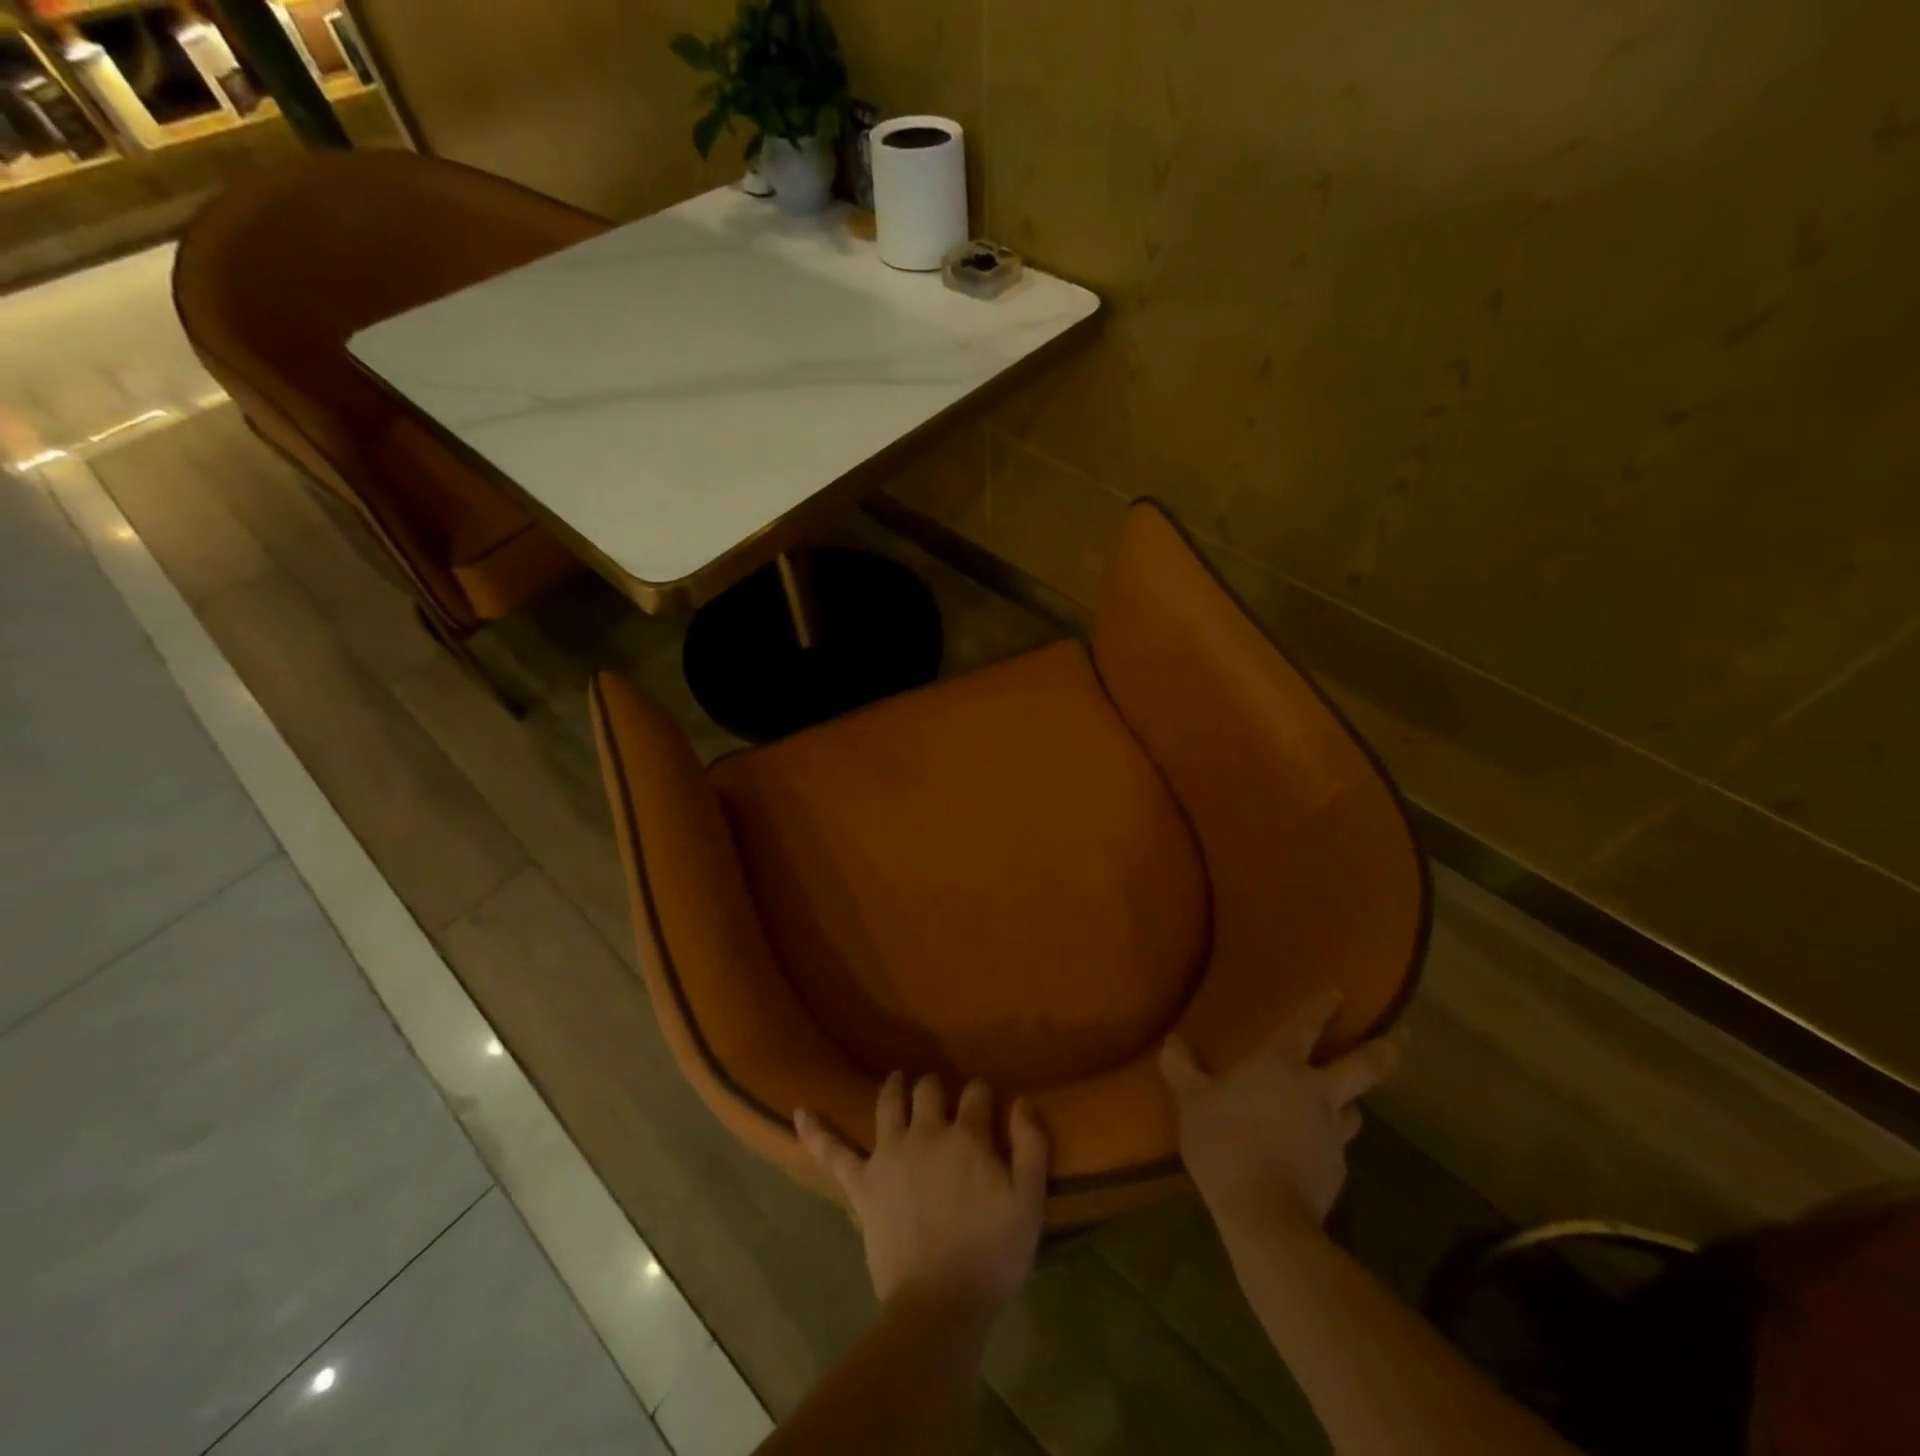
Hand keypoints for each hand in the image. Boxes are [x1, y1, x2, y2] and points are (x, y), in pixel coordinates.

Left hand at [796, 1073, 1048, 1315]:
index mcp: (967, 1136)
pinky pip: (834, 1153)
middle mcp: (926, 1132)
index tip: (988, 1106)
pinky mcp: (863, 1183)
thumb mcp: (1030, 1201)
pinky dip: (817, 1132)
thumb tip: (1022, 1102)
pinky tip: (800, 1113)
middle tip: (941, 1096)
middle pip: (929, 1089)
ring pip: (888, 1103)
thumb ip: (1031, 1145)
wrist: (940, 1305)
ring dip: (895, 1088)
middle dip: (937, 1086)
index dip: (983, 1095)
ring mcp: (889, 1154)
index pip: (977, 1093)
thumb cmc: (992, 1254)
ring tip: (898, 1081)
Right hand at [1161, 991, 1406, 1232]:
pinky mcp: (1337, 1171)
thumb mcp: (1192, 1102)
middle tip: (1402, 1038)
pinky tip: (1313, 1151)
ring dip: (1352, 1102)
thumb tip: (1173, 1042)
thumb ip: (1182, 1069)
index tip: (1339, 993)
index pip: (1306, 1027)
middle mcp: (1316, 1092)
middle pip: (1364, 1067)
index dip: (1321, 1008)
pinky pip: (1337, 1146)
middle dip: (1385, 1049)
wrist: (1265, 1216)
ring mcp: (1332, 1134)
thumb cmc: (1226, 1143)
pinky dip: (1329, 1142)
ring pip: (1355, 1110)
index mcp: (1281, 1066)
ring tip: (1348, 1103)